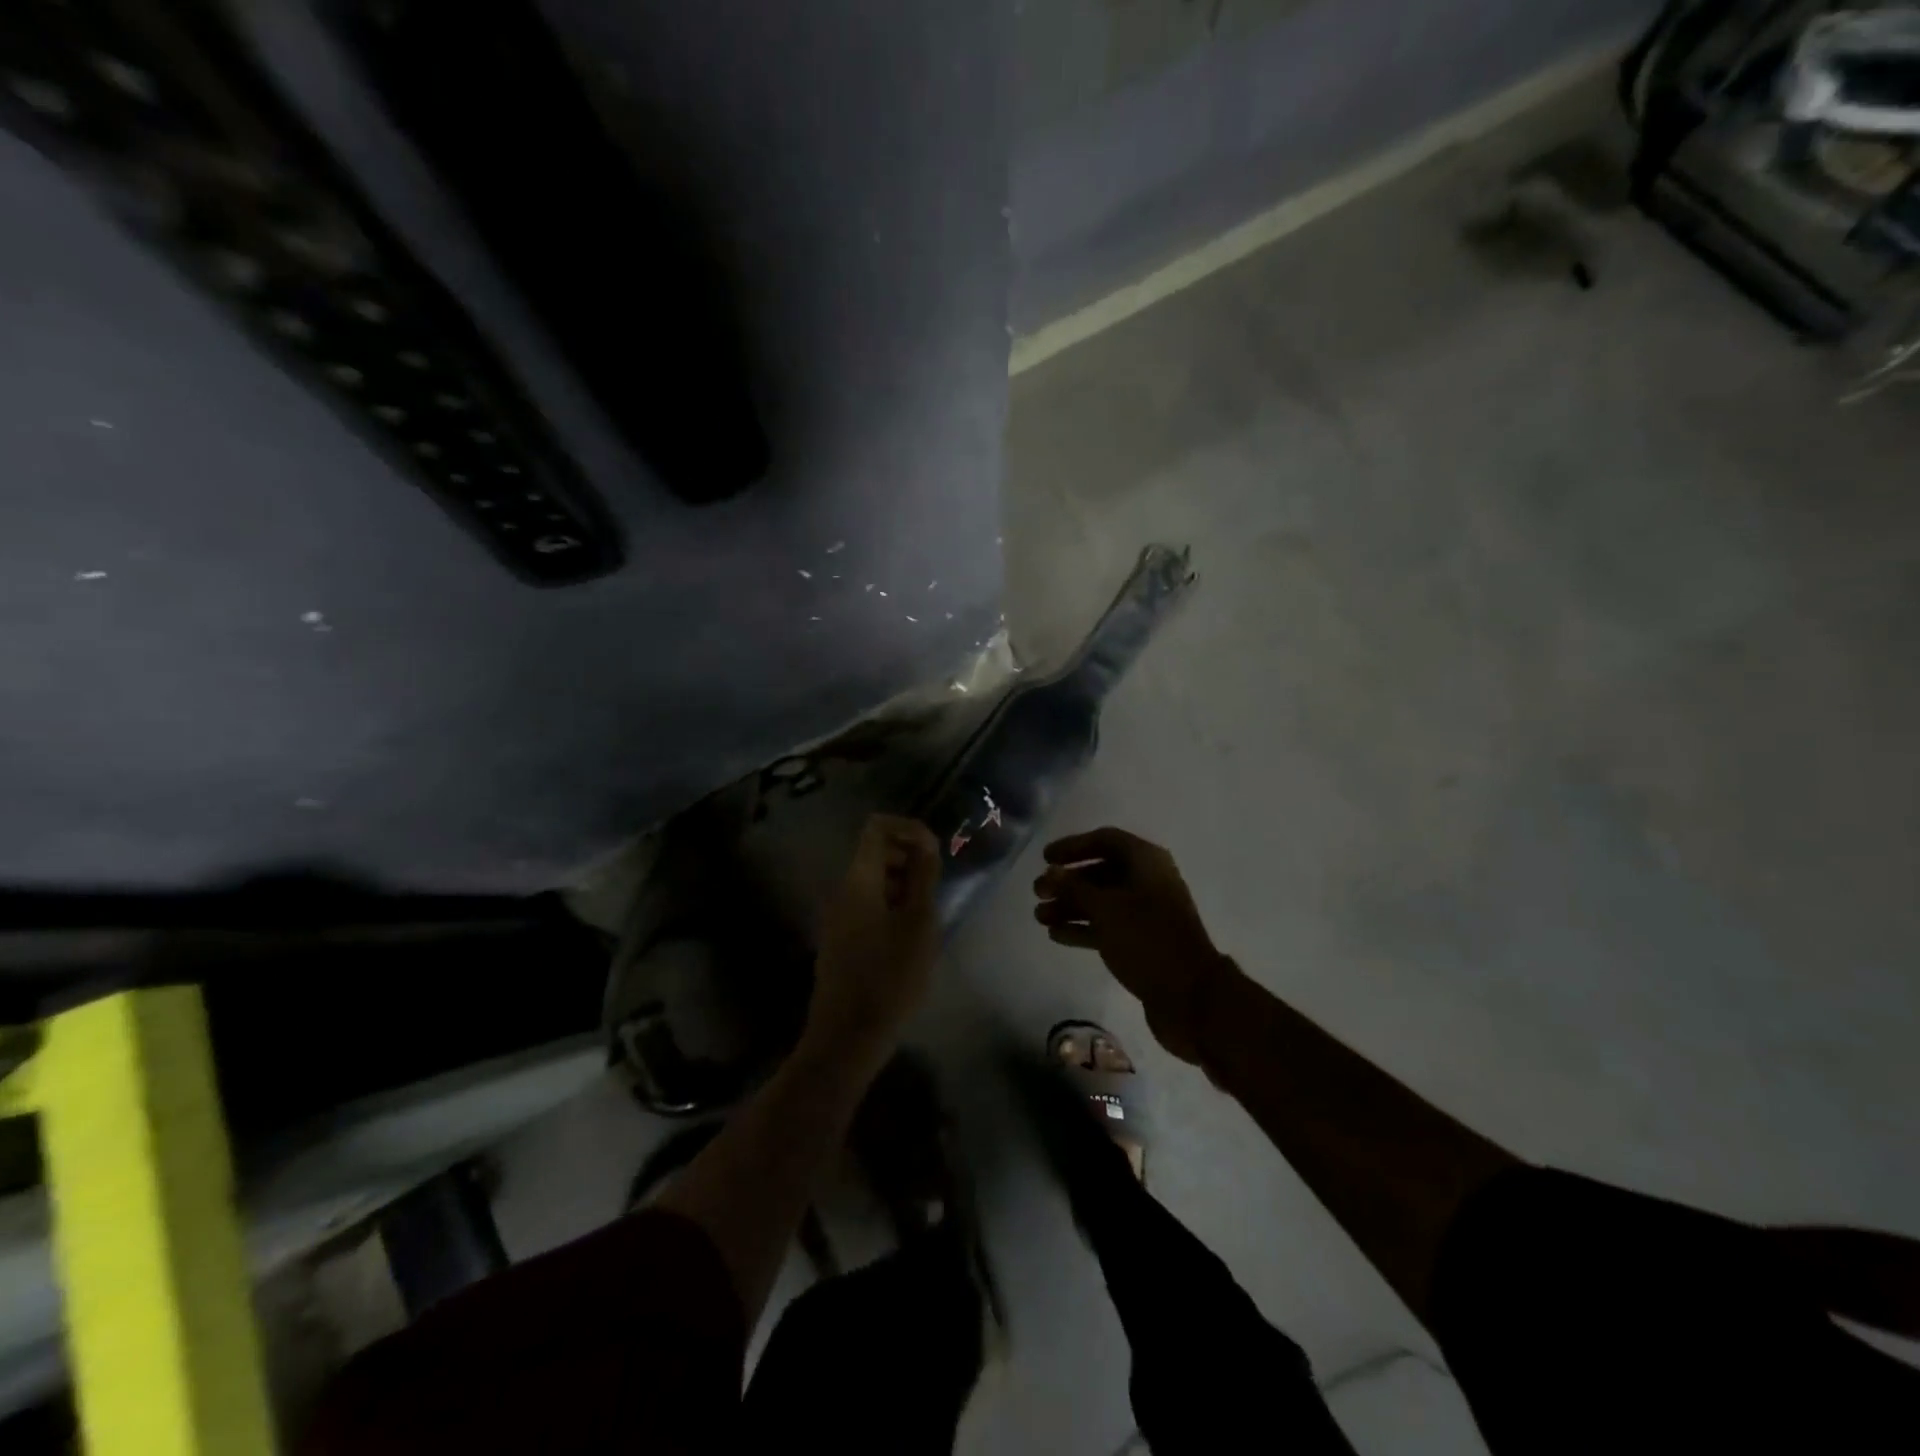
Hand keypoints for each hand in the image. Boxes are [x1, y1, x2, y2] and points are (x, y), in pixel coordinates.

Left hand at [810, 814, 941, 1066]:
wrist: (848, 1035)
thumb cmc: (890, 976)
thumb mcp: (919, 923)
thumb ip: (923, 876)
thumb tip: (925, 842)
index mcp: (859, 879)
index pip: (877, 827)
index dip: (909, 829)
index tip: (935, 852)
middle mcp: (842, 890)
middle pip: (875, 852)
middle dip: (909, 858)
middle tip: (936, 886)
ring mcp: (837, 915)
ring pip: (873, 880)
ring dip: (903, 884)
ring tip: (927, 915)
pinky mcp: (840, 937)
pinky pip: (867, 903)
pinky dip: (891, 905)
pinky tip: (910, 936)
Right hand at [1033, 827, 1232, 1063]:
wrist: (1190, 995)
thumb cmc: (1147, 939)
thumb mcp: (1106, 909)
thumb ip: (1074, 888)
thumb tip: (1051, 871)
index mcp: (1147, 862)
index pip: (1105, 840)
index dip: (1073, 846)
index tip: (1045, 858)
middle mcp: (1148, 881)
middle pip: (1101, 871)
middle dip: (1067, 882)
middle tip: (1037, 892)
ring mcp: (1146, 912)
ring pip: (1101, 901)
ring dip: (1070, 906)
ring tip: (1040, 917)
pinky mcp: (1142, 941)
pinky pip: (1107, 925)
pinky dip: (1083, 927)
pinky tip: (1056, 935)